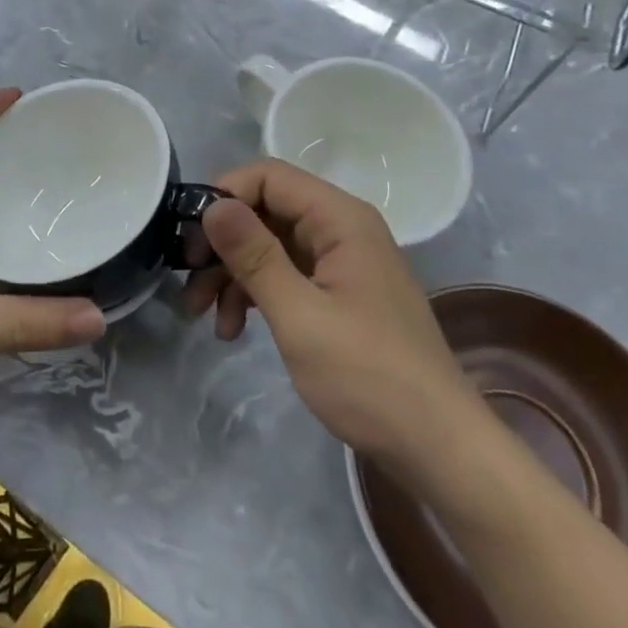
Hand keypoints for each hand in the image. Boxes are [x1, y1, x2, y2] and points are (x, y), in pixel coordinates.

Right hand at [183, 159, 481, 482]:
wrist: (441, 451)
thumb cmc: (369, 378)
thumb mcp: (300, 316)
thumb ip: (254, 255)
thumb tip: (212, 205)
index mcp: (340, 219)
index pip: (269, 176)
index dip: (225, 194)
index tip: (190, 234)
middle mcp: (342, 229)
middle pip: (266, 210)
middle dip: (222, 242)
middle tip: (187, 277)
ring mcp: (342, 262)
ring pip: (270, 244)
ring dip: (232, 273)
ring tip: (201, 314)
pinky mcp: (339, 294)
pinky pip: (286, 274)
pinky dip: (255, 294)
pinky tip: (232, 329)